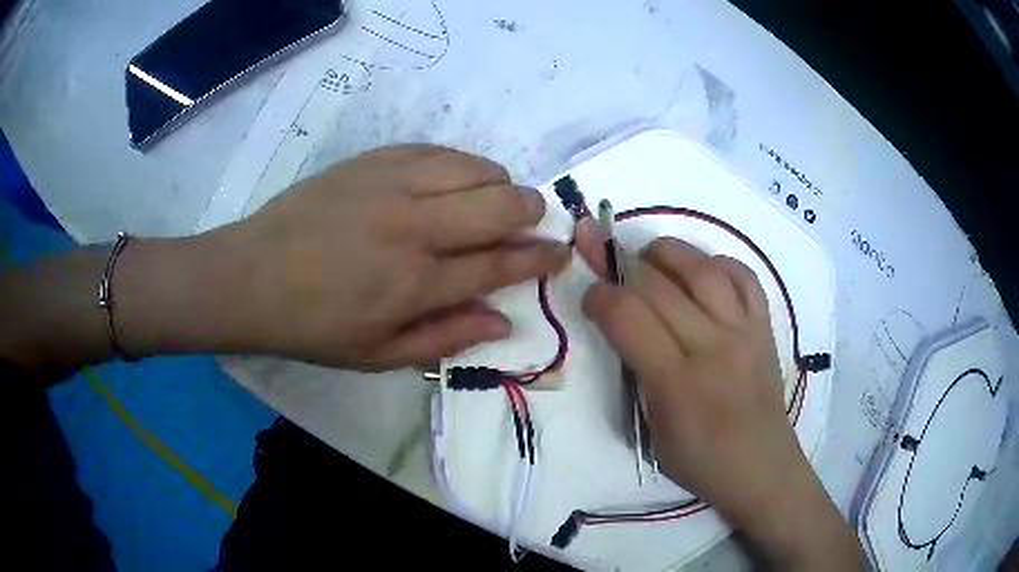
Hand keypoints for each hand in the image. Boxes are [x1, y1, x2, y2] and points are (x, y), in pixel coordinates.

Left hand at [219, 145, 569, 368]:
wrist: (250, 276)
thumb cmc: (313, 325)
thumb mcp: (377, 356)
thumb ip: (445, 338)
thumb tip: (502, 320)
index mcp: (415, 284)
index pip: (500, 263)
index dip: (538, 257)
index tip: (559, 251)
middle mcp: (413, 226)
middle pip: (500, 204)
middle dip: (531, 211)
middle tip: (531, 221)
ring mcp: (391, 184)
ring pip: (475, 168)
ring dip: (499, 183)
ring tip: (493, 199)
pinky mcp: (372, 159)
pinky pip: (437, 150)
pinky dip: (461, 163)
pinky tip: (456, 178)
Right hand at [574, 219, 860, 568]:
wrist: (763, 469)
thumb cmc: (701, 463)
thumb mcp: (652, 433)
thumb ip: (637, 377)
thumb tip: (623, 329)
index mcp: (676, 382)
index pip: (628, 317)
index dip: (600, 296)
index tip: (590, 297)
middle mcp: (712, 346)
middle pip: (658, 286)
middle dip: (620, 264)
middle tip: (603, 257)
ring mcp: (744, 332)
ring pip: (702, 269)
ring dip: (668, 252)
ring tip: (650, 255)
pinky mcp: (765, 328)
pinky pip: (745, 277)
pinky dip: (719, 263)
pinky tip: (702, 270)